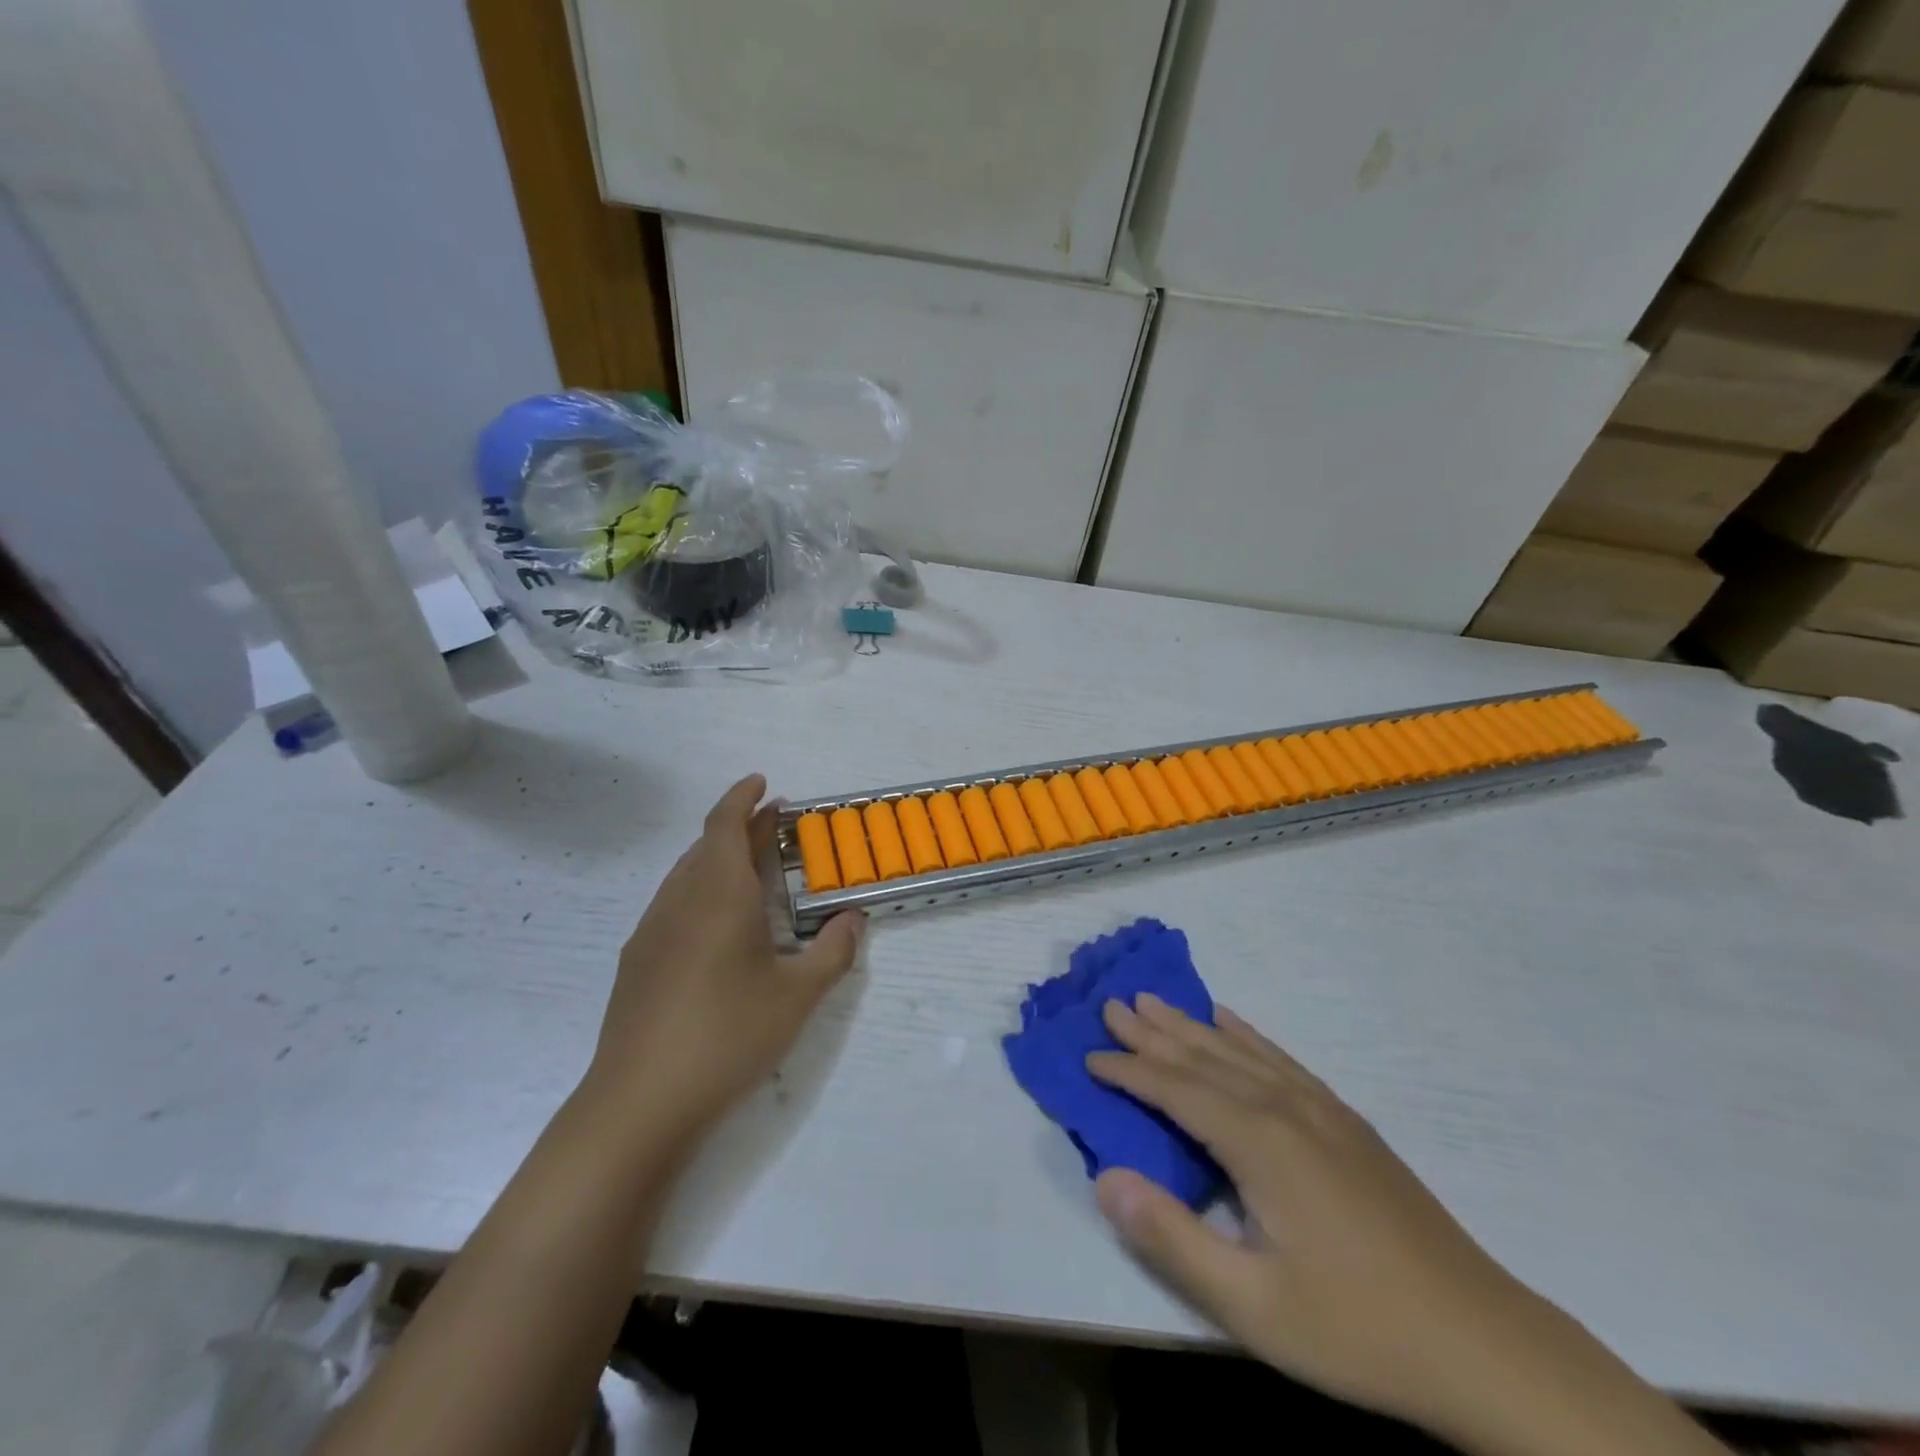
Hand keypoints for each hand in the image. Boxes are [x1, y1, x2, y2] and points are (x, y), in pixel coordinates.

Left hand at [582, 774, 863, 1154]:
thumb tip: (854, 919)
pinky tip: (717, 927)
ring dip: (718, 859)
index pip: (724, 825)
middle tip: (775, 826)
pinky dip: (699, 891)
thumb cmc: (727, 1035)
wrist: (639, 1101)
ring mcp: (651, 931)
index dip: (742, 798)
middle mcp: (679, 901)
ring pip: (686, 875)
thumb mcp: (797, 996)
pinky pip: (672, 904)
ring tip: (751, 869)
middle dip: (740, 828)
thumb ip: (833, 951)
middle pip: (707, 846)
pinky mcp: (636, 962)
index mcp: (717, 895)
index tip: (763, 783)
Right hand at [1086, 995, 1550, 1436]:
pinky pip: (1281, 1060)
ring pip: (1240, 1050)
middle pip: (1204, 1056)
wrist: (1481, 1342)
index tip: (1089, 1057)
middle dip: (1153, 1030)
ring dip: (1191, 1024)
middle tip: (1112, 1002)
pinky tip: (1232, 1023)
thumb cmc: (1357, 1328)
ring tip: (1156, 999)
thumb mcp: (1252, 1305)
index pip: (1175, 1090)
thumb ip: (1172, 1238)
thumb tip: (1106, 1178)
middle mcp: (1285, 1107)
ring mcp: (1321, 1110)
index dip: (1128, 1071)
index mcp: (1259, 1142)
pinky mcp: (1346, 1122)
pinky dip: (1247, 1034)